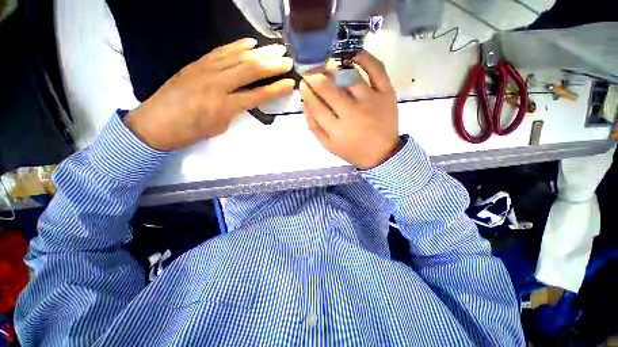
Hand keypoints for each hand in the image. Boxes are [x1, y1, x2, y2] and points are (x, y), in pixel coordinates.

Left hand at [124, 38, 294, 150]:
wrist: (155, 123)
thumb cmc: (191, 131)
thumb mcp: (220, 126)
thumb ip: (235, 110)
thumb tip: (245, 99)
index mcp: (225, 106)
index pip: (257, 95)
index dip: (275, 89)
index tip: (290, 82)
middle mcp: (217, 84)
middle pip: (250, 70)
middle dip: (272, 65)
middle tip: (287, 59)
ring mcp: (205, 70)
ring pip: (237, 57)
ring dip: (259, 52)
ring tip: (275, 48)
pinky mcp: (197, 63)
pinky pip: (220, 51)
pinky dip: (237, 46)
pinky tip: (249, 42)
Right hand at [299, 51, 400, 168]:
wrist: (382, 154)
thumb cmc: (352, 150)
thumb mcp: (328, 145)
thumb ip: (314, 127)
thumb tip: (304, 103)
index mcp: (337, 130)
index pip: (316, 105)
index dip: (307, 92)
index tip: (303, 83)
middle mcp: (352, 113)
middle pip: (329, 89)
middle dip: (315, 77)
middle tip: (311, 72)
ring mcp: (371, 101)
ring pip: (349, 77)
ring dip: (334, 68)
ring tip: (327, 65)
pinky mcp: (386, 94)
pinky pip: (377, 69)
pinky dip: (365, 58)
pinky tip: (353, 55)